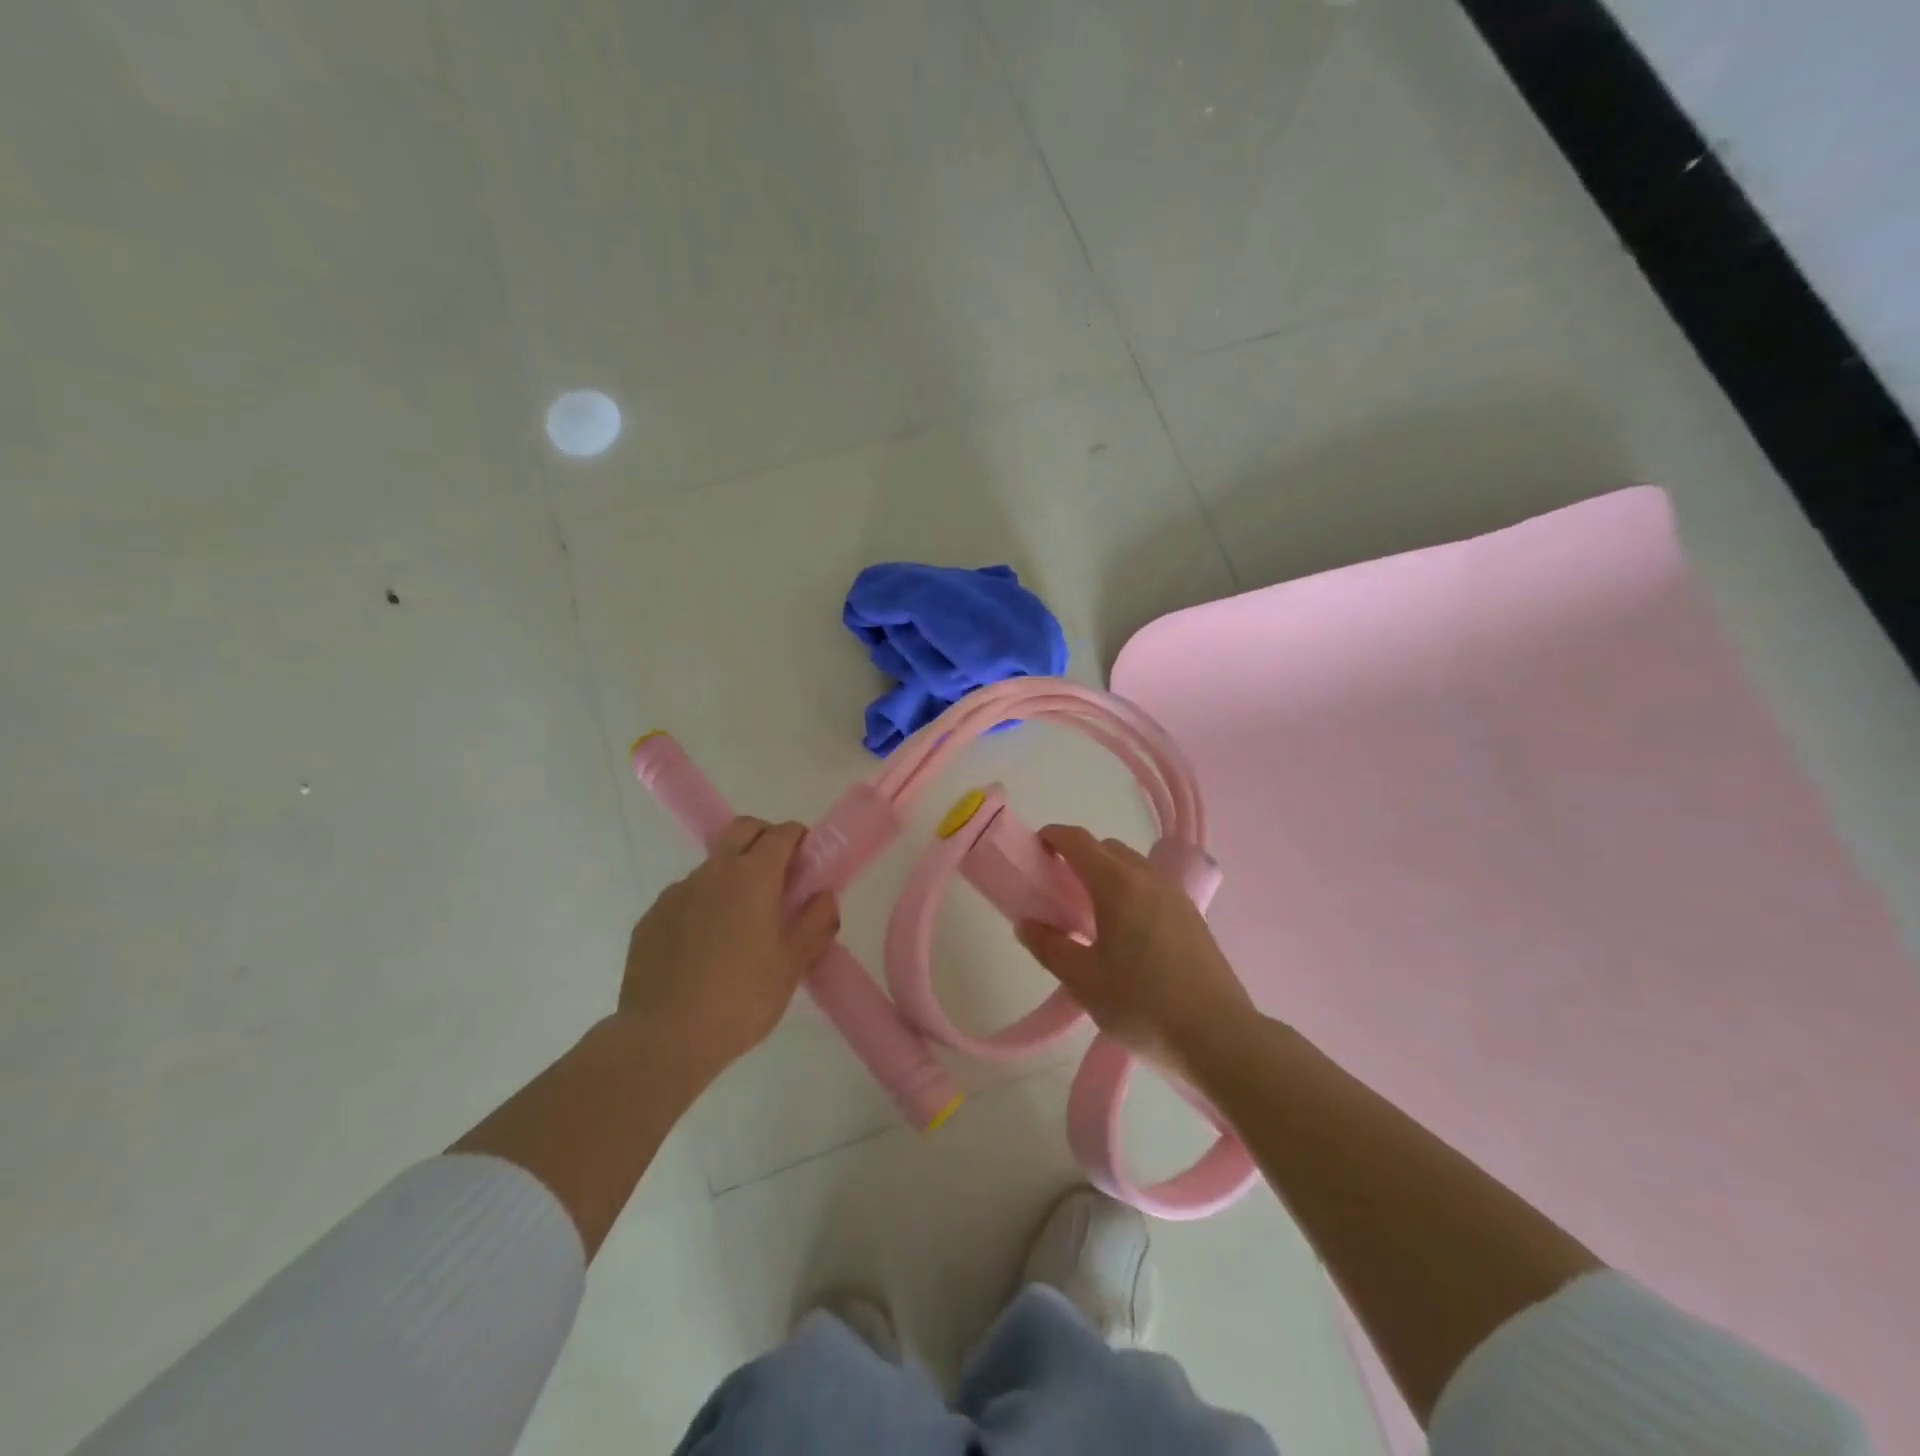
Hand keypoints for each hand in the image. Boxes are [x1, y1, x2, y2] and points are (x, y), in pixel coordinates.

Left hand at [618, 817, 838, 1083]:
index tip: (808, 866)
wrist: (663, 1039)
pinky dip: (703, 906)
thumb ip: (816, 923)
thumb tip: (824, 897)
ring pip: (712, 866)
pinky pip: (685, 897)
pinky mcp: (651, 918)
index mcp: (752, 876)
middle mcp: (713, 872)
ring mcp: (676, 893)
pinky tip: (705, 948)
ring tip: (740, 925)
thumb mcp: (793, 965)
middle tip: (779, 878)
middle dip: (764, 840)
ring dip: (732, 876)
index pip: (782, 833)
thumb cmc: (741, 998)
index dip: (799, 841)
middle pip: (742, 830)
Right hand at [1018, 825, 1254, 1075]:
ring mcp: (1175, 896)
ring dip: (1107, 875)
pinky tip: (1125, 934)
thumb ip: (1050, 947)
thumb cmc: (1143, 1006)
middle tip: (1058, 890)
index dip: (1053, 837)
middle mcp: (1148, 879)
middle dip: (1079, 858)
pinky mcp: (1192, 917)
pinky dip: (1130, 892)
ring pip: (1133, 867)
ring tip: (1091, 914)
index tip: (1035, 849)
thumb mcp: (1083, 981)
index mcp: (1118, 885)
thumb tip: (1027, 924)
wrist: (1219, 1038)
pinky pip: (1152, 887)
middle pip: (1107, 849)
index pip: (1079, 841)